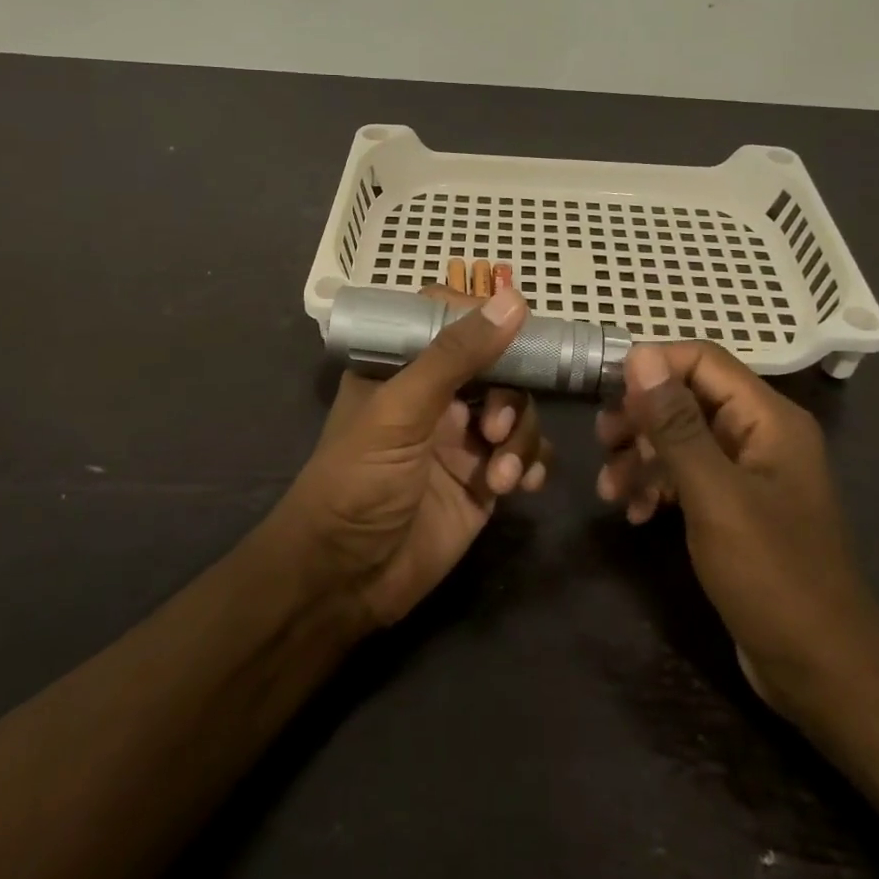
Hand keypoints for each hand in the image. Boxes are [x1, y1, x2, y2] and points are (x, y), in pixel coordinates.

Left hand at [275, 286, 551, 628]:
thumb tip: (513, 299)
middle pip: (497, 367)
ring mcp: (462, 439)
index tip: (518, 328)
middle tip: (492, 429)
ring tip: (501, 476)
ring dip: (520, 437)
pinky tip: (522, 486)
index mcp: (402, 368)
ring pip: (517, 411)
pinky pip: (526, 455)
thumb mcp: (400, 411)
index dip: (485, 320)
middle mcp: (435, 397)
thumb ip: (455, 355)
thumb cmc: (358, 481)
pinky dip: (532, 464)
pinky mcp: (483, 480)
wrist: (346, 580)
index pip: (450, 320)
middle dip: (508, 395)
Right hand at [596, 343, 878, 716]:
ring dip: (641, 458)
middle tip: (602, 443)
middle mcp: (760, 435)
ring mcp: (749, 473)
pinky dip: (658, 487)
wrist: (823, 671)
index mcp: (768, 419)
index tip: (604, 392)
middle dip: (640, 418)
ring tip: (609, 491)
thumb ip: (675, 424)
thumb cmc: (772, 576)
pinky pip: (688, 477)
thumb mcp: (714, 495)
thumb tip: (640, 355)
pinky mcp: (735, 507)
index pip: (703, 360)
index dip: (652, 367)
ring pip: (681, 439)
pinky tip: (635, 514)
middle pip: (687, 398)